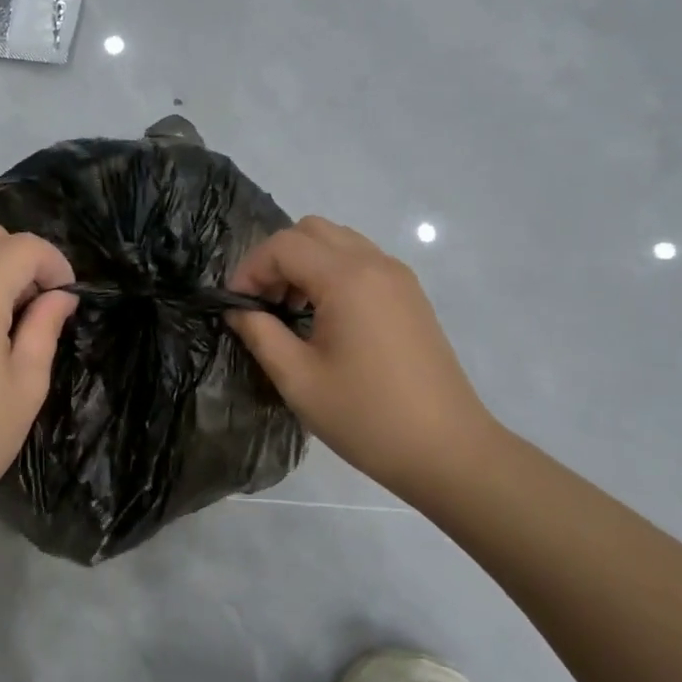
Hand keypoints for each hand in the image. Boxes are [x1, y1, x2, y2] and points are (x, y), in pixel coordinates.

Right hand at [225, 217, 499, 501]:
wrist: (447, 449)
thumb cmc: (365, 417)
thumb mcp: (298, 379)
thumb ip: (260, 334)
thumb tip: (237, 309)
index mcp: (347, 279)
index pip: (283, 245)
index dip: (249, 269)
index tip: (235, 306)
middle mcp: (375, 264)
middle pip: (311, 231)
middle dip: (276, 259)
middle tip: (262, 304)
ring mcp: (398, 277)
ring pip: (337, 242)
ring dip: (304, 263)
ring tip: (290, 312)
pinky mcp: (410, 295)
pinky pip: (360, 261)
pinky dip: (331, 273)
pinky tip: (324, 318)